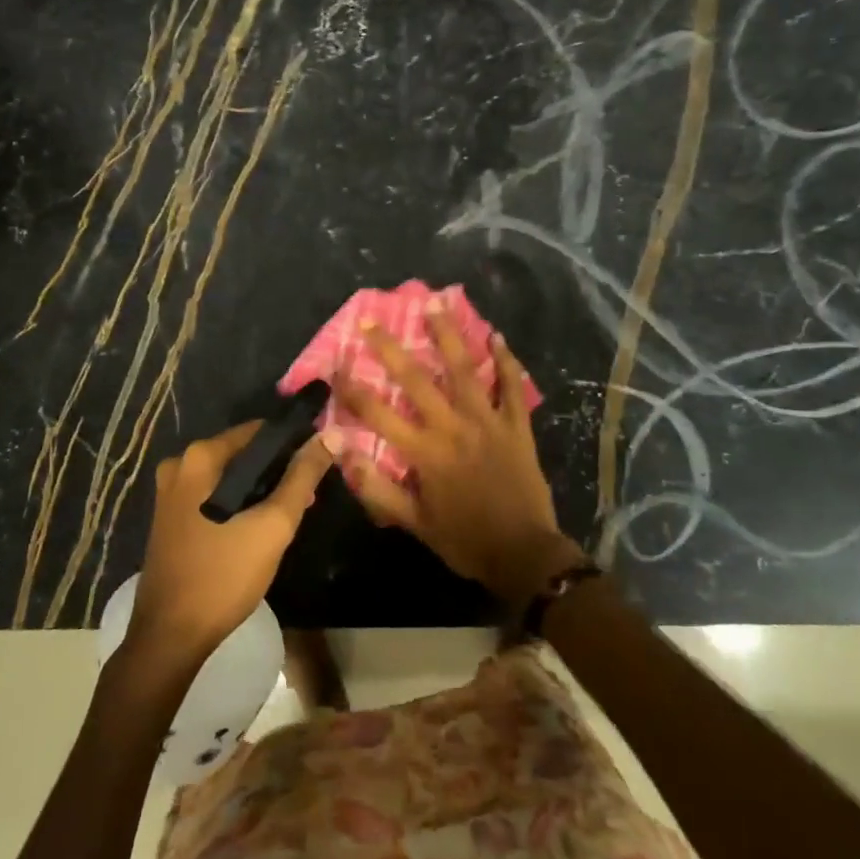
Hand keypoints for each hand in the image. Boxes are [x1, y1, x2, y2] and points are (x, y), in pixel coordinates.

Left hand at [128, 421, 337, 670]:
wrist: (171, 636)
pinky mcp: (170, 518)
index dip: (292, 444)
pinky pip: (213, 496)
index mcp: (200, 457)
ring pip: (228, 478)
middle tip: (308, 495)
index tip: (318, 463)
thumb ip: (303, 476)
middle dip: (277, 471)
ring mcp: (170, 493)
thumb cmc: (224, 575)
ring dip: (260, 490)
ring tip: (291, 513)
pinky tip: (259, 527)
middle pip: (242, 454)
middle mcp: (179, 465)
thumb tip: (331, 435)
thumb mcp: (273, 525)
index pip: (258, 431)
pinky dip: (238, 503)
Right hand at [335, 304, 584, 603]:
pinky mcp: (517, 426)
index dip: (352, 389)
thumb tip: (342, 453)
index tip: (334, 365)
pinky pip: (511, 388)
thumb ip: (377, 488)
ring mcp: (489, 422)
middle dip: (390, 349)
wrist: (525, 555)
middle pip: (417, 380)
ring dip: (448, 336)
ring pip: (465, 371)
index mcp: (426, 452)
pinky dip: (505, 362)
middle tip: (372, 320)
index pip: (379, 414)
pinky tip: (496, 337)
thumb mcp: (414, 523)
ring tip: (435, 303)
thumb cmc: (465, 541)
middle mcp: (454, 428)